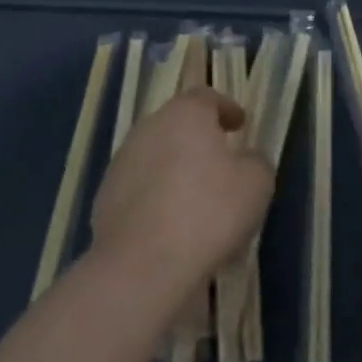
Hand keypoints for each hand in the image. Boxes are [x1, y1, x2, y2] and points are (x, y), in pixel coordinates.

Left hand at [90, 88, 274, 299]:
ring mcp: (121, 162)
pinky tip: (170, 222)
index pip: (206, 97)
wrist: (143, 264)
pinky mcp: (105, 196)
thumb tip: (245, 159)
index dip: (226, 108)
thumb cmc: (208, 213)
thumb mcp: (256, 184)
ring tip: (195, 196)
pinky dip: (156, 195)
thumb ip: (255, 161)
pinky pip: (139, 186)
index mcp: (185, 115)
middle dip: (198, 138)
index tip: (239, 124)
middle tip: (219, 160)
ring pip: (155, 155)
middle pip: (177, 124)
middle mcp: (148, 128)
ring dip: (175, 167)